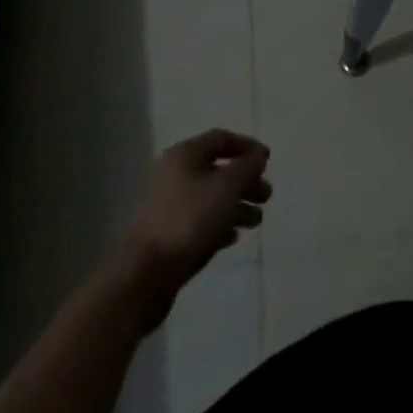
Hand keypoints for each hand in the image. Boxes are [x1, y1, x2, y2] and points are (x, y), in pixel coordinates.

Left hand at [107, 129, 271, 327]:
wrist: (144, 274)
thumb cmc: (190, 220)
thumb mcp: (227, 186)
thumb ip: (247, 166)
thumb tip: (258, 155)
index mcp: (185, 155)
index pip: (222, 138)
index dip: (248, 146)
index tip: (268, 162)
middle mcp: (174, 174)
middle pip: (217, 170)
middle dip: (245, 181)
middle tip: (266, 196)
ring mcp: (168, 206)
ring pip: (210, 198)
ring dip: (236, 205)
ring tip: (256, 222)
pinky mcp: (166, 234)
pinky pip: (199, 221)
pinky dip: (219, 224)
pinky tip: (233, 238)